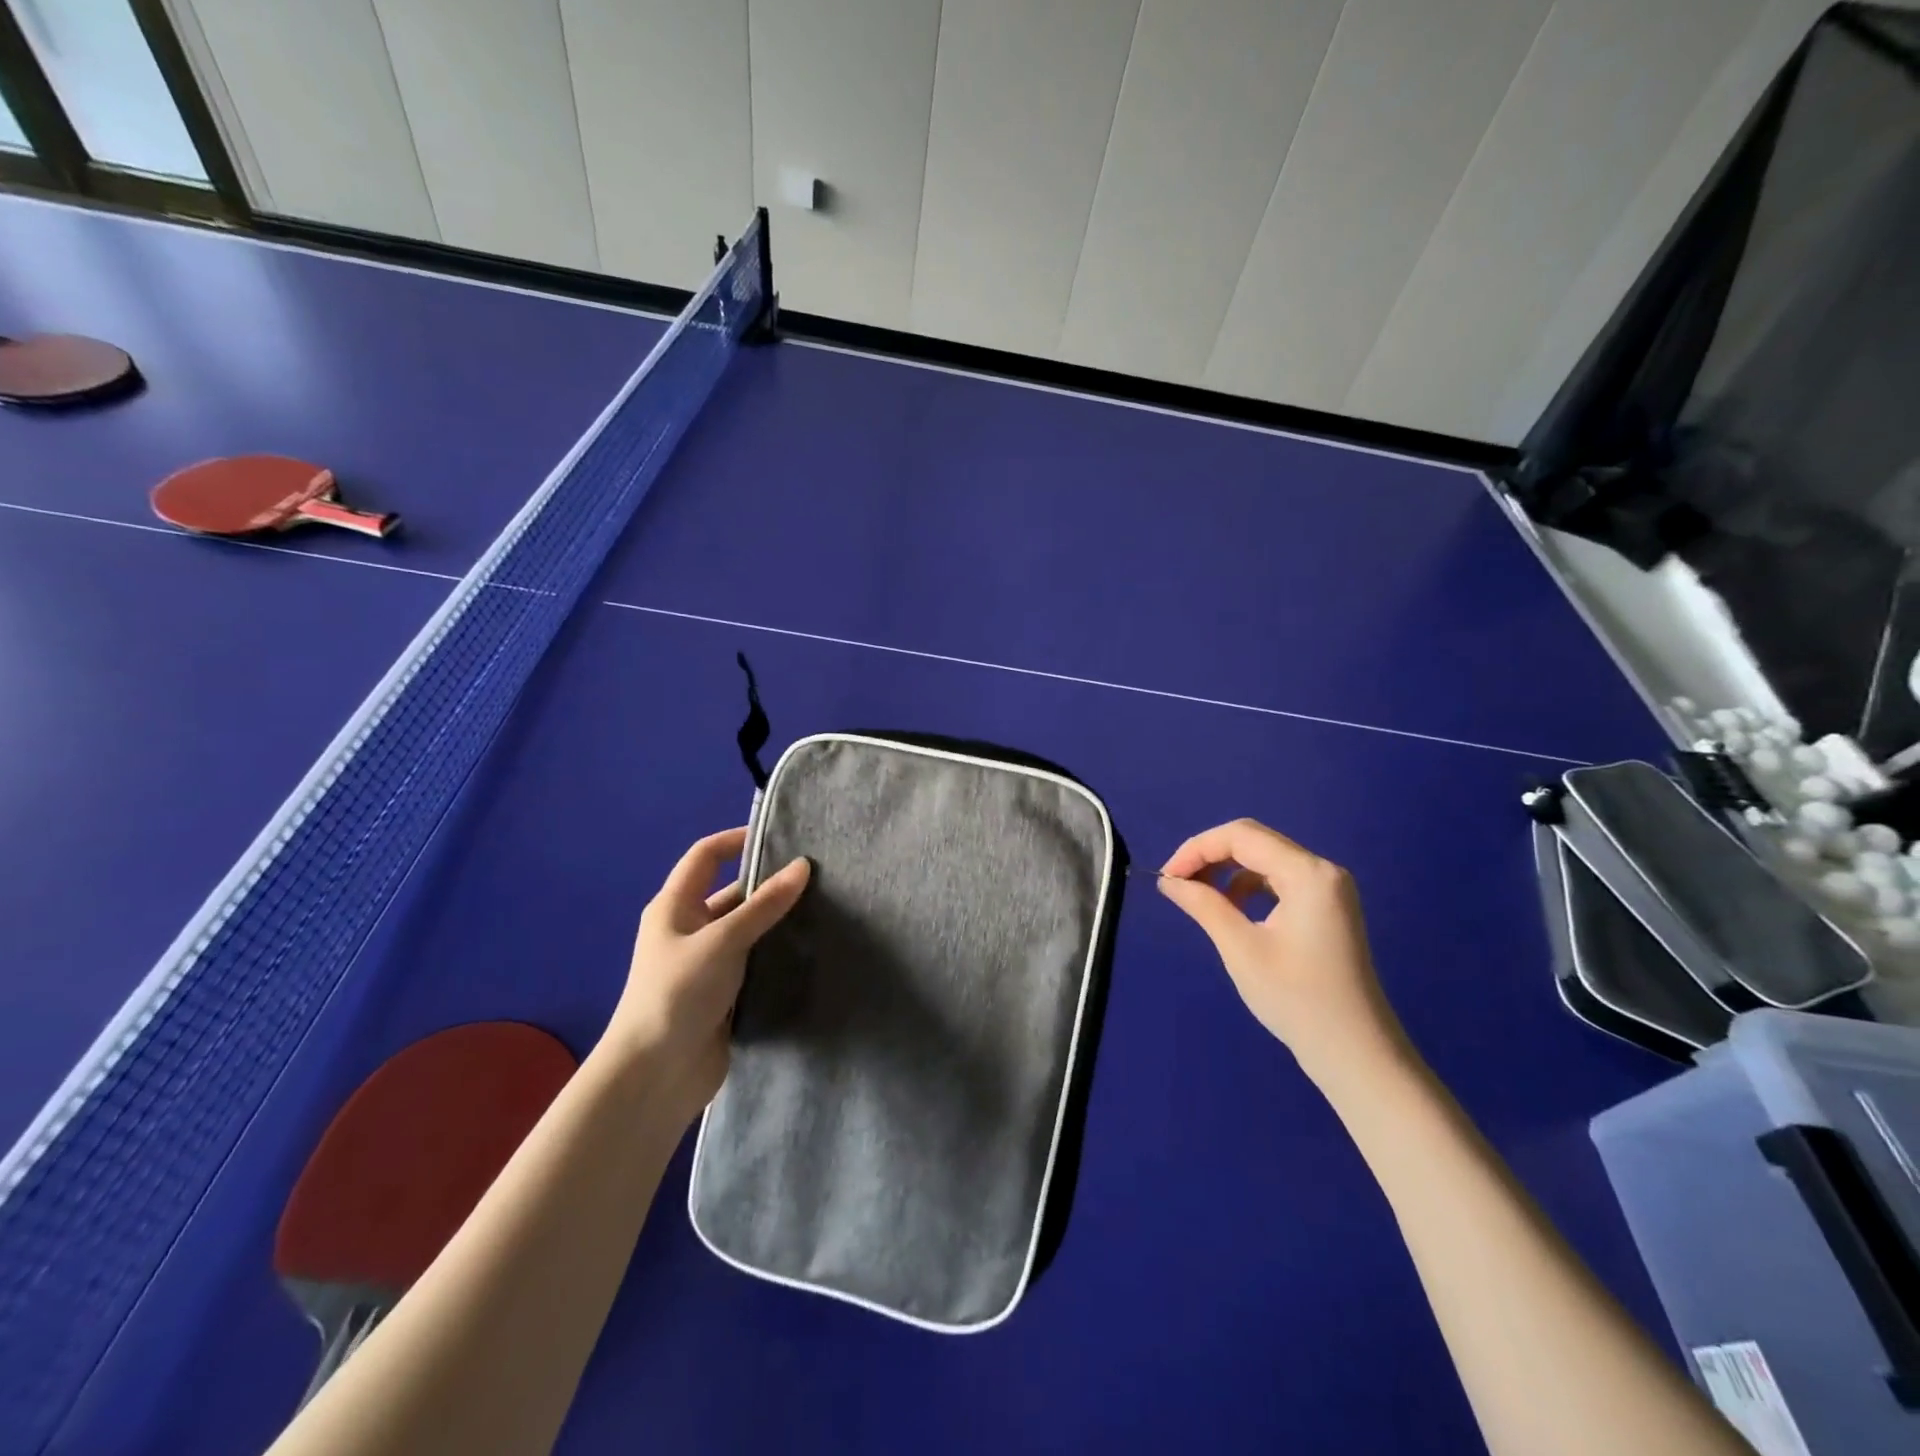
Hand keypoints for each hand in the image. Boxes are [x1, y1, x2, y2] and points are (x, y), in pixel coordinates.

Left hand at [605, 827, 809, 1123]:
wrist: (655, 1076)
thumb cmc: (678, 993)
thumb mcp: (722, 941)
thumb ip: (764, 905)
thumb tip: (802, 866)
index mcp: (674, 907)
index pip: (706, 856)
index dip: (737, 840)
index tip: (781, 837)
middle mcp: (689, 929)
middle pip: (732, 893)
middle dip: (769, 885)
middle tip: (817, 877)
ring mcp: (706, 963)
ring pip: (748, 930)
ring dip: (777, 922)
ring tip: (825, 909)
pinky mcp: (723, 993)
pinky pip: (755, 962)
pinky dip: (777, 954)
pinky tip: (811, 950)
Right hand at [1157, 819, 1408, 1087]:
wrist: (1356, 1054)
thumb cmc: (1297, 1000)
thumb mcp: (1241, 949)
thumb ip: (1204, 904)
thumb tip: (1169, 880)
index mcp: (1308, 873)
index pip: (1241, 836)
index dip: (1197, 848)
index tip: (1167, 877)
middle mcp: (1322, 870)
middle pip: (1254, 841)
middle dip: (1210, 856)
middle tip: (1176, 883)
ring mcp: (1328, 889)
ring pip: (1264, 859)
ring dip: (1227, 870)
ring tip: (1198, 897)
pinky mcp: (1326, 907)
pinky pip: (1278, 880)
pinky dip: (1248, 886)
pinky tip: (1231, 910)